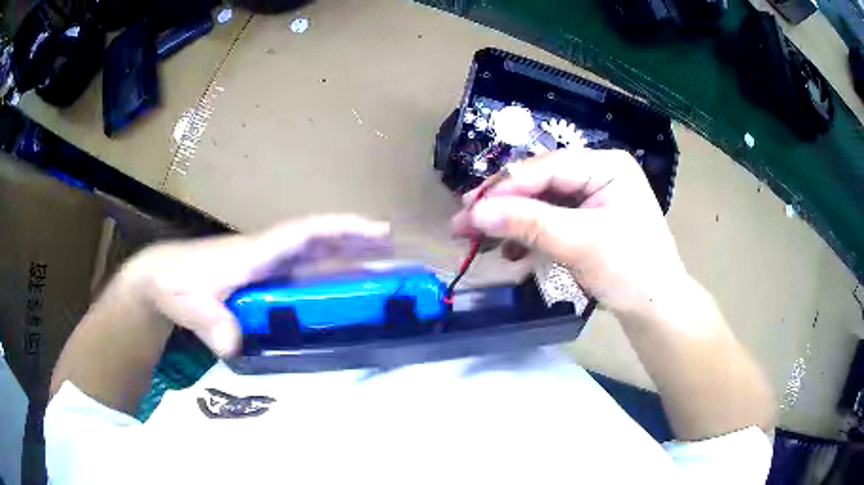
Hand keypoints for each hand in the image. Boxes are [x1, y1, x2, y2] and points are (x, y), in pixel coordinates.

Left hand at [121, 215, 390, 355]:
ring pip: (313, 256)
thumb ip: (211, 322)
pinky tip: (338, 288)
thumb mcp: (190, 305)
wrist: (160, 276)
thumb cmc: (175, 282)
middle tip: (394, 251)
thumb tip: (235, 345)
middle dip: (356, 242)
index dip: (342, 230)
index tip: (378, 232)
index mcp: (255, 254)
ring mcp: (264, 265)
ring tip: (379, 264)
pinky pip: (302, 272)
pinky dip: (326, 273)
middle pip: (318, 243)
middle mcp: (266, 254)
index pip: (305, 234)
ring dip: (346, 256)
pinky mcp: (261, 277)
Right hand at [451, 148, 688, 316]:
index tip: (468, 208)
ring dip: (512, 222)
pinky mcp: (588, 220)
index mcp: (606, 165)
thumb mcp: (580, 243)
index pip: (546, 168)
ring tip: (479, 240)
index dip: (505, 188)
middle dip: (503, 205)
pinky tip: (511, 250)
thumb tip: (474, 213)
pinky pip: (551, 220)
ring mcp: (593, 197)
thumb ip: (528, 224)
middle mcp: (599, 173)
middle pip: (540, 183)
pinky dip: (530, 235)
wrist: (657, 310)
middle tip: (463, 223)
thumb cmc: (630, 271)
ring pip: (541, 202)